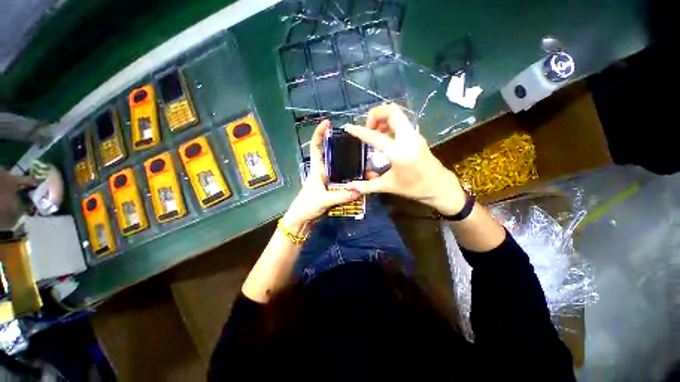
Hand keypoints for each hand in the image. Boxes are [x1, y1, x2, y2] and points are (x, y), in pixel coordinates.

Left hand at [282, 120, 359, 231]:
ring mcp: (330, 181)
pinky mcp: (334, 190)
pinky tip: (364, 184)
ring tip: (369, 170)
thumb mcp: (322, 200)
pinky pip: (346, 184)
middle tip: (363, 150)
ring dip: (355, 170)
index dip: (319, 133)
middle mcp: (324, 172)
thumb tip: (359, 190)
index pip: (316, 147)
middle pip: (336, 157)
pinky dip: (354, 183)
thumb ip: (340, 196)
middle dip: (348, 152)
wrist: (302, 221)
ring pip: (343, 171)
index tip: (327, 122)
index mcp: (317, 168)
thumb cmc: (306, 206)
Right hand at [344, 104, 465, 214]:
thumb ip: (366, 186)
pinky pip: (401, 121)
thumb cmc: (414, 188)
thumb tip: (348, 187)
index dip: (359, 131)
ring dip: (382, 118)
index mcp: (399, 152)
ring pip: (397, 114)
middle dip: (375, 114)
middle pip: (391, 111)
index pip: (375, 136)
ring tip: (374, 132)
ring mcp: (414, 134)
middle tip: (367, 128)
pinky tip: (384, 137)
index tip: (348, 127)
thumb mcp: (388, 186)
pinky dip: (389, 124)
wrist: (439, 187)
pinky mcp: (417, 135)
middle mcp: (408, 138)